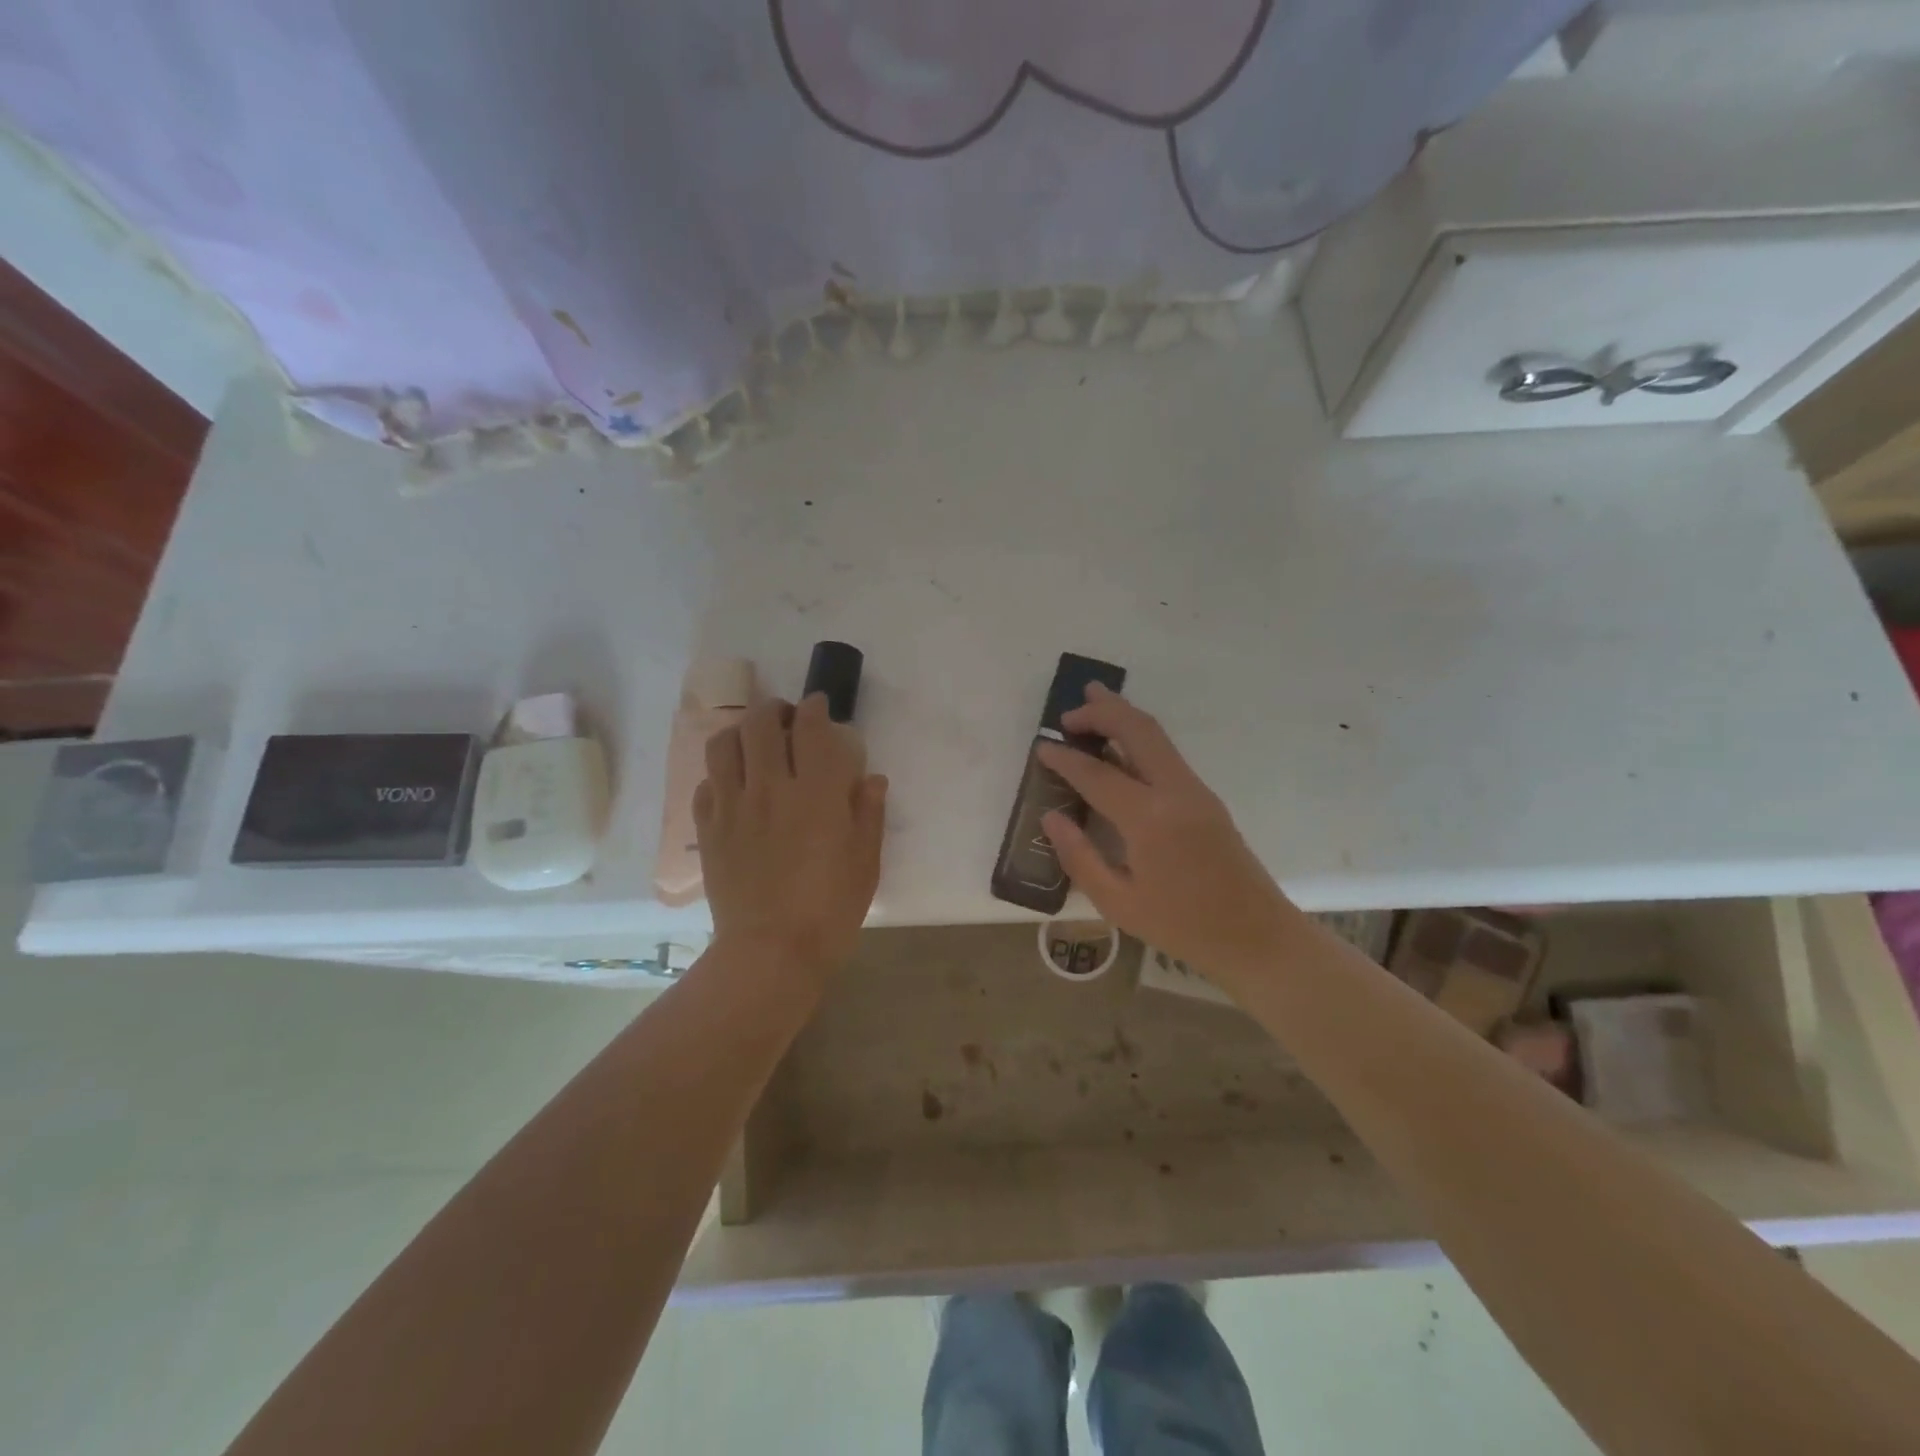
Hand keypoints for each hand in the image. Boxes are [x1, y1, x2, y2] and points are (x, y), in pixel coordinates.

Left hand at [694, 694, 887, 979]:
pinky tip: (732, 787)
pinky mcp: (708, 830)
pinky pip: (706, 785)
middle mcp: (770, 788)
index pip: (811, 728)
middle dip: (775, 710)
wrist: (771, 952)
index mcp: (816, 793)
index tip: (820, 707)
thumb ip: (869, 813)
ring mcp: (733, 807)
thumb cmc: (830, 909)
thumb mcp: (866, 863)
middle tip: (785, 719)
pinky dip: (719, 775)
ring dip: (740, 733)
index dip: (815, 708)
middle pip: (761, 724)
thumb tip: (871, 778)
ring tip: (752, 742)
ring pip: (723, 745)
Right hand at [1038, 684, 1295, 990]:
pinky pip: (1166, 753)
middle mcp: (1175, 792)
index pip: (1096, 774)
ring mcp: (1195, 790)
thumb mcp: (1118, 903)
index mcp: (1149, 819)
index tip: (1041, 747)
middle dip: (1101, 711)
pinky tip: (1119, 746)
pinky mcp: (1205, 798)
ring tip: (1092, 702)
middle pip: (1137, 729)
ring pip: (1156, 735)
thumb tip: (1051, 817)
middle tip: (1067, 713)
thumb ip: (1079, 857)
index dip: (1064, 758)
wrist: (1257, 937)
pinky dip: (1138, 737)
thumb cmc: (1183, 926)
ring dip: (1122, 715)